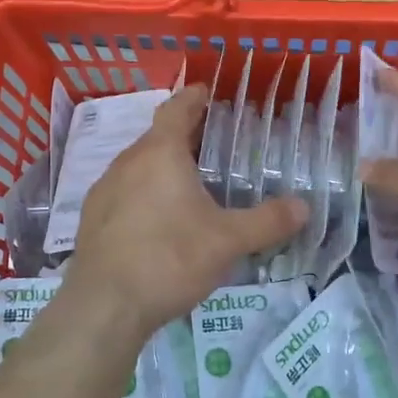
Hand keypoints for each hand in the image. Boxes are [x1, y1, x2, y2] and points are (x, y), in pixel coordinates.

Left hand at [63, 86, 307, 343]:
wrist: (104, 306)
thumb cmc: (169, 259)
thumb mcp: (227, 241)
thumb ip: (267, 221)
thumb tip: (304, 206)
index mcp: (160, 153)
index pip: (176, 109)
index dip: (193, 97)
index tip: (206, 91)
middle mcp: (127, 162)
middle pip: (157, 136)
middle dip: (182, 135)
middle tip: (211, 142)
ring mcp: (104, 190)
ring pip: (138, 165)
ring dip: (162, 165)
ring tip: (188, 182)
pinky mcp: (92, 218)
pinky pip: (124, 191)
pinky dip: (144, 192)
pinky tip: (158, 219)